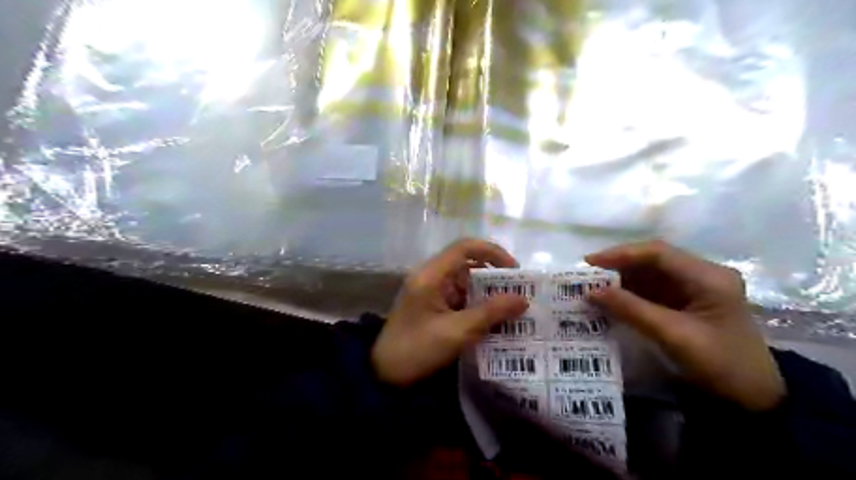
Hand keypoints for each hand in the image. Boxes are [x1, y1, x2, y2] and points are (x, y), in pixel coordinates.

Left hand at [375, 241, 529, 385]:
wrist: (384, 374)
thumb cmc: (417, 349)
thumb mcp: (457, 332)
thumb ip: (490, 313)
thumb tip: (523, 300)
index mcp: (431, 275)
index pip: (465, 247)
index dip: (493, 252)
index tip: (515, 271)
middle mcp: (430, 276)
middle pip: (467, 264)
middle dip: (494, 276)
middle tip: (519, 293)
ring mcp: (430, 291)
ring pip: (464, 282)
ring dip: (487, 292)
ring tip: (511, 308)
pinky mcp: (432, 305)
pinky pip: (459, 297)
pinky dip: (477, 304)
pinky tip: (493, 319)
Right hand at [586, 242, 783, 409]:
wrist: (752, 399)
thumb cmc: (720, 364)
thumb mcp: (673, 335)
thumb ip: (631, 310)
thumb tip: (591, 292)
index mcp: (708, 277)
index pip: (658, 253)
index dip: (621, 254)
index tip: (590, 263)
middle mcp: (702, 274)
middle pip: (652, 260)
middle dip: (618, 266)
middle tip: (586, 276)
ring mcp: (694, 288)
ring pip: (649, 274)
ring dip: (621, 280)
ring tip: (592, 287)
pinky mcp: (686, 302)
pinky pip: (652, 289)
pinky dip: (629, 293)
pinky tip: (610, 299)